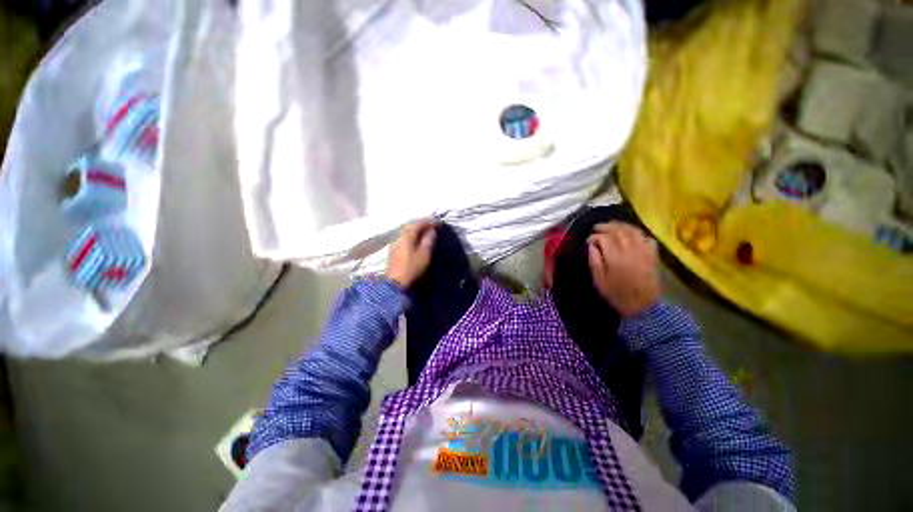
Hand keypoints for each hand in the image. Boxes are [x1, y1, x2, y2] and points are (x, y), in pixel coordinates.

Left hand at [387, 220, 436, 288]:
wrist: (397, 285)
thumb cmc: (413, 268)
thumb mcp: (425, 254)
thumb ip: (429, 240)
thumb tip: (432, 230)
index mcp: (406, 236)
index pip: (418, 224)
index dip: (428, 222)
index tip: (438, 223)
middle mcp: (399, 238)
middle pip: (411, 227)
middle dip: (422, 225)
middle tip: (432, 226)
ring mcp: (395, 245)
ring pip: (407, 234)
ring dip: (417, 232)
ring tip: (426, 234)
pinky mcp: (394, 253)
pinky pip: (405, 240)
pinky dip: (412, 238)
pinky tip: (417, 242)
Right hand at [587, 222, 660, 316]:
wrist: (643, 306)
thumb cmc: (617, 294)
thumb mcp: (599, 281)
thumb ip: (594, 261)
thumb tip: (592, 246)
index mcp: (615, 258)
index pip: (603, 238)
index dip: (594, 237)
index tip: (588, 240)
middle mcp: (630, 250)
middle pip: (618, 231)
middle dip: (606, 226)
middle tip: (596, 227)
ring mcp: (643, 251)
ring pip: (633, 231)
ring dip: (621, 225)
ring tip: (612, 225)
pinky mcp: (652, 255)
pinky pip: (646, 238)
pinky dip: (638, 233)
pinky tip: (631, 234)